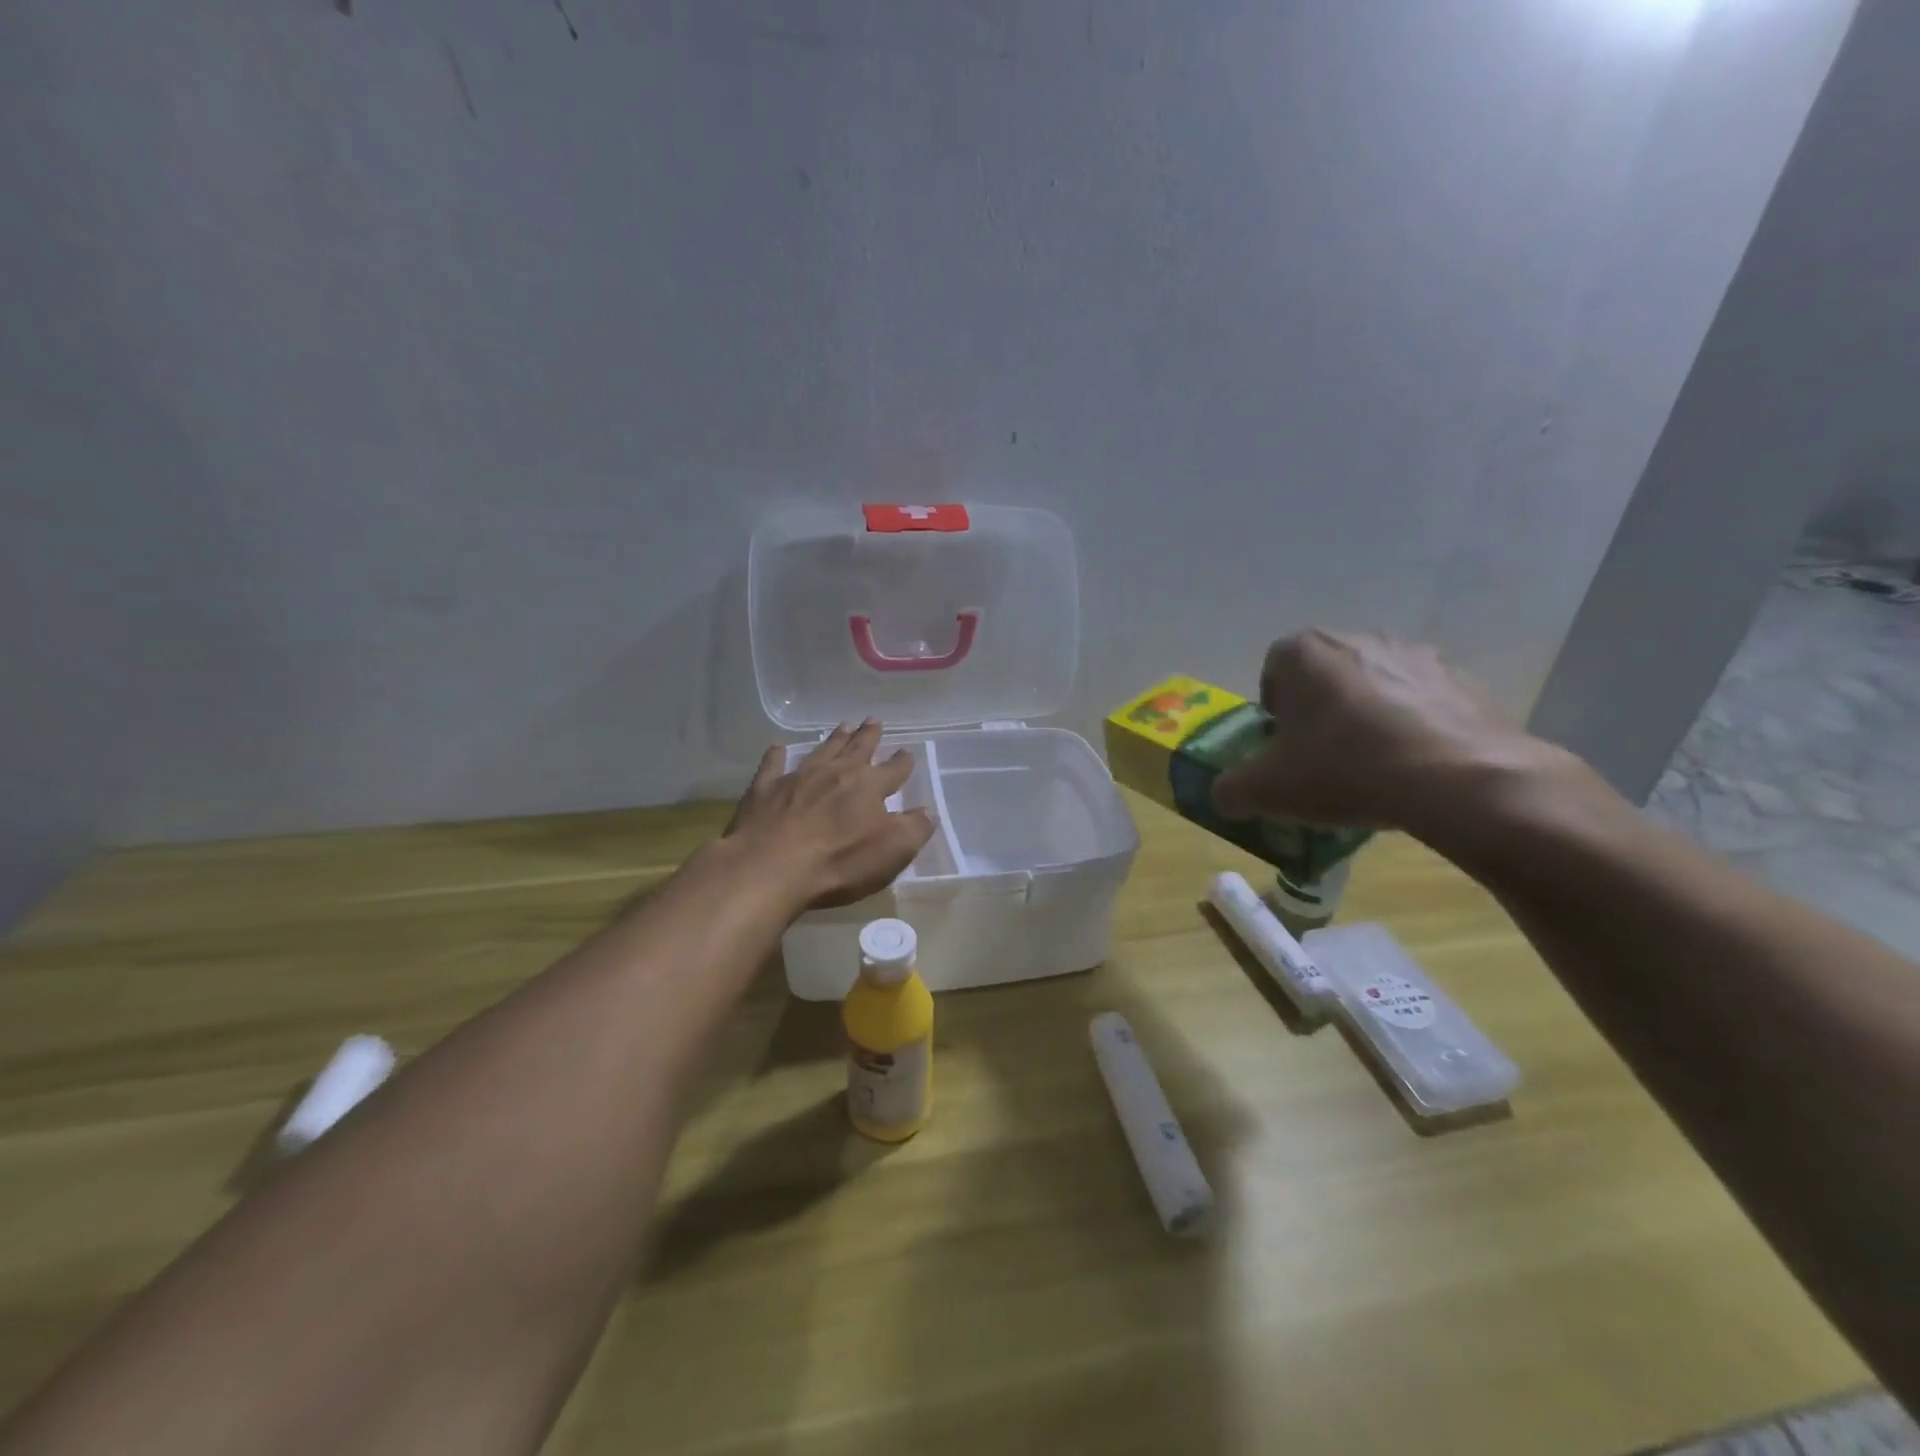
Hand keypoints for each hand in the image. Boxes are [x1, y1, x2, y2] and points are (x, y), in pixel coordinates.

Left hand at [726, 721, 935, 908]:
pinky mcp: (764, 790)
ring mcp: (798, 778)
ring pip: (821, 751)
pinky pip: (772, 765)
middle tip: (874, 721)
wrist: (770, 867)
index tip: (908, 753)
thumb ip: (915, 828)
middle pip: (857, 749)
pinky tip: (777, 747)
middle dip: (868, 736)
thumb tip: (927, 812)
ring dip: (834, 739)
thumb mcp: (893, 851)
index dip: (903, 762)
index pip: (893, 770)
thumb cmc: (839, 862)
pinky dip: (776, 756)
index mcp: (869, 787)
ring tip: (843, 726)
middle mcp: (836, 773)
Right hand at [1210, 630, 1558, 837]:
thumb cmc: (1345, 770)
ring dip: (1366, 713)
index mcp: (1305, 653)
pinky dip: (1412, 724)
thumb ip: (1231, 790)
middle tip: (1322, 754)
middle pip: (1324, 673)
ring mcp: (1415, 654)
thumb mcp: (1268, 791)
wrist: (1460, 780)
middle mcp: (1358, 638)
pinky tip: (1414, 765)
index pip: (1274, 667)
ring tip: (1372, 763)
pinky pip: (1421, 699)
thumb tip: (1223, 796)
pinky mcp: (1462, 679)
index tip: (1282, 742)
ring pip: (1373, 682)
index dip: (1273, 706)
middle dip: (1318, 708)